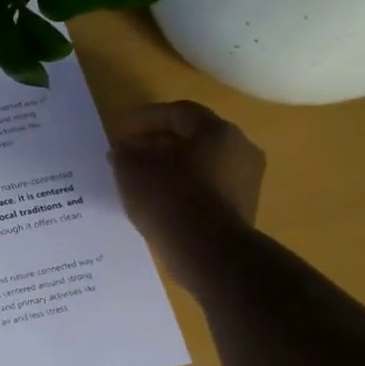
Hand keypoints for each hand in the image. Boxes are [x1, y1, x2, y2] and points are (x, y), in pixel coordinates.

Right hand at [108, 101, 264, 292]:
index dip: (144, 117)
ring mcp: (245, 181)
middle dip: (157, 142)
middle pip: (192, 137)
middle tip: (128, 153)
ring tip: (140, 179)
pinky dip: (182, 188)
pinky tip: (159, 201)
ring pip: (200, 164)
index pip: (177, 112)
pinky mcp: (242, 208)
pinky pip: (206, 188)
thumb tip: (124, 150)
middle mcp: (239, 149)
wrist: (209, 252)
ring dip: (170, 166)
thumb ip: (125, 154)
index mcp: (216, 131)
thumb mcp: (132, 170)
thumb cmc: (170, 198)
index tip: (119, 128)